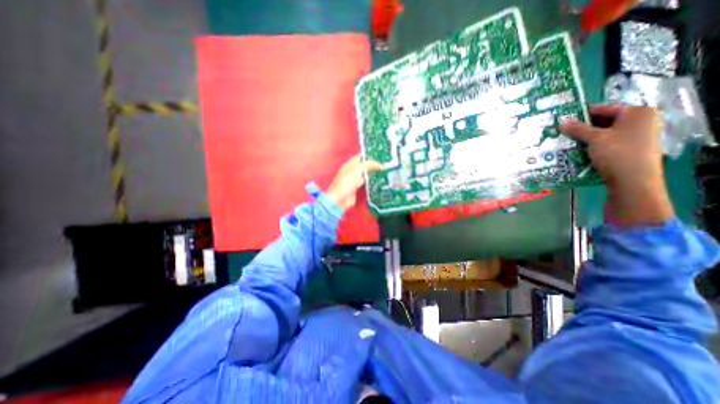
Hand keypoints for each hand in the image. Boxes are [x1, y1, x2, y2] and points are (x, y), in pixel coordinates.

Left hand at [325, 154, 382, 210]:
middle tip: (383, 164)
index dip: (369, 156)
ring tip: (383, 171)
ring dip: (373, 173)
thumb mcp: (358, 169)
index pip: (360, 157)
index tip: (379, 156)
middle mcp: (351, 172)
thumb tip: (379, 165)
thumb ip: (368, 165)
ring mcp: (353, 181)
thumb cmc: (345, 183)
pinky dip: (371, 182)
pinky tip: (378, 182)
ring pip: (365, 174)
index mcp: (349, 164)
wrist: (340, 199)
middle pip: (363, 165)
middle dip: (372, 164)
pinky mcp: (356, 189)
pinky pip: (365, 184)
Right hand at [560, 104, 672, 224]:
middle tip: (564, 132)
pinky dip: (594, 145)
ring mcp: (638, 136)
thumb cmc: (617, 153)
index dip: (583, 113)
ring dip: (586, 137)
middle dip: (583, 127)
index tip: (564, 119)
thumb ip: (578, 129)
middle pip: (605, 120)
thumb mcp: (595, 139)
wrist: (634, 180)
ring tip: (568, 142)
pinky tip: (580, 150)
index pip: (605, 108)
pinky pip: (609, 143)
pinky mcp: (631, 149)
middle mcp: (641, 121)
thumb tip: (561, 121)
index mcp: (638, 113)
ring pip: (605, 133)